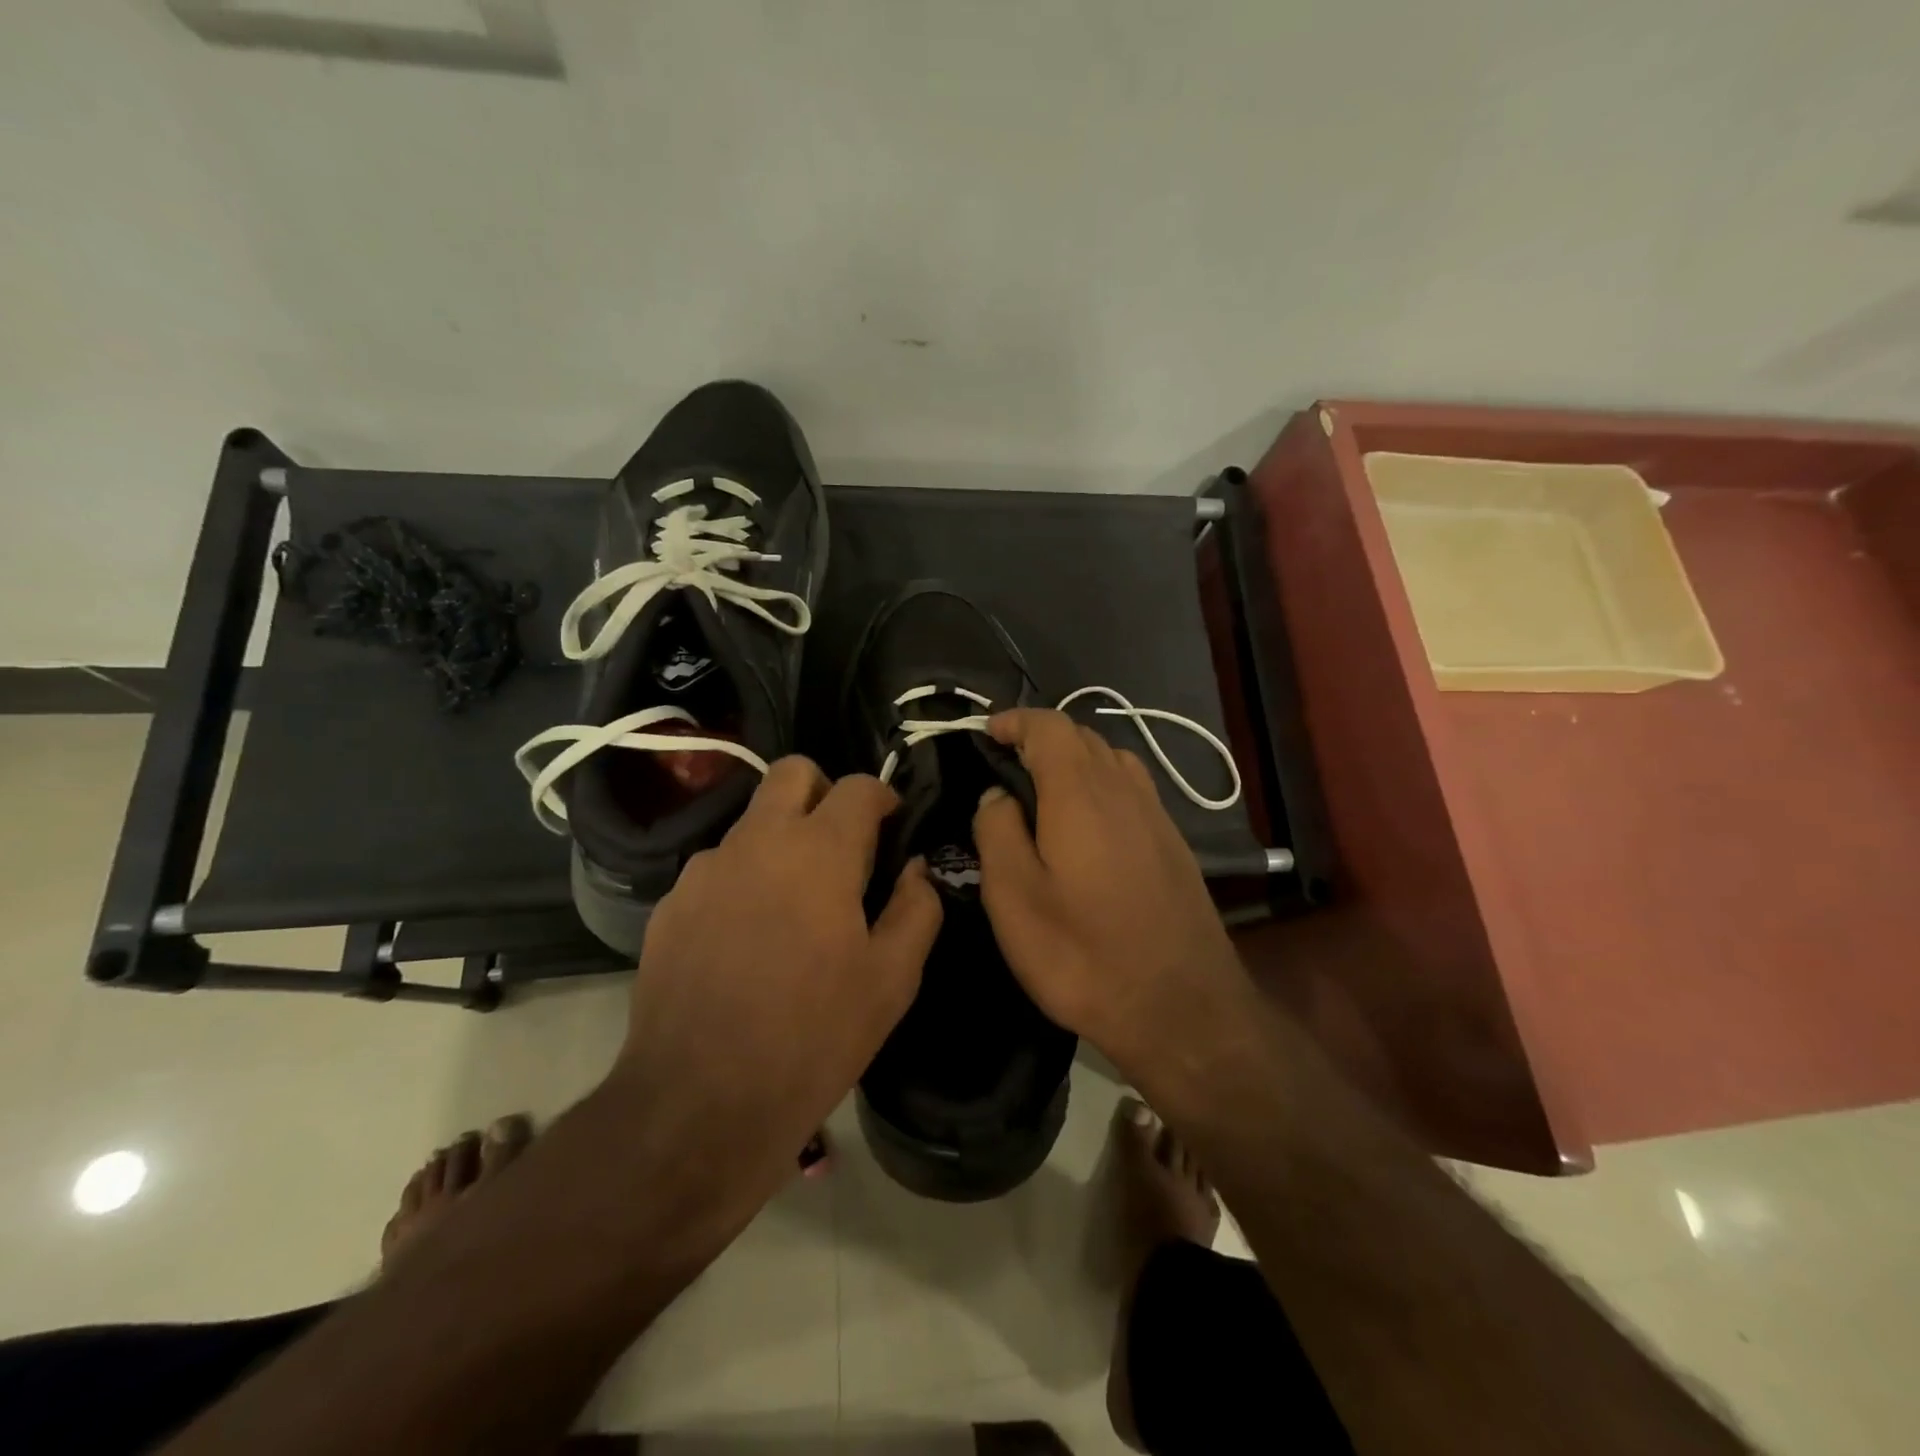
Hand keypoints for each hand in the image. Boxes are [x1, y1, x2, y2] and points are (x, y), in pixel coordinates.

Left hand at [615, 758, 942, 1187]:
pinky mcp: (671, 904)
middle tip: (842, 843)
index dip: (883, 797)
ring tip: (793, 905)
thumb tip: (916, 869)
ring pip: (752, 822)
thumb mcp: (893, 979)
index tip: (892, 825)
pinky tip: (747, 939)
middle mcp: (758, 841)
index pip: (857, 787)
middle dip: (824, 791)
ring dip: (781, 840)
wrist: (700, 1102)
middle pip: (792, 772)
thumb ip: (918, 908)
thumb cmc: (814, 1036)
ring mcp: (706, 870)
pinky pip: (717, 869)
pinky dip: (743, 880)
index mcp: (819, 851)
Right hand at [972, 710, 1246, 1073]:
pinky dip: (1102, 786)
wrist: (1181, 1007)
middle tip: (1007, 766)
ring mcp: (1156, 815)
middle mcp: (1124, 789)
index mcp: (1080, 792)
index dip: (1015, 720)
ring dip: (1075, 761)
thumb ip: (997, 831)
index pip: (1049, 726)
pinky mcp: (1173, 843)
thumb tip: (997, 794)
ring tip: (1044, 792)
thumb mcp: (1014, 898)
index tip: (987, 732)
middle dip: (1042, 738)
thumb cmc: (1083, 954)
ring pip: (1112, 761)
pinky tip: (1087, 827)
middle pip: (1083, 737)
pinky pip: (1132, 790)